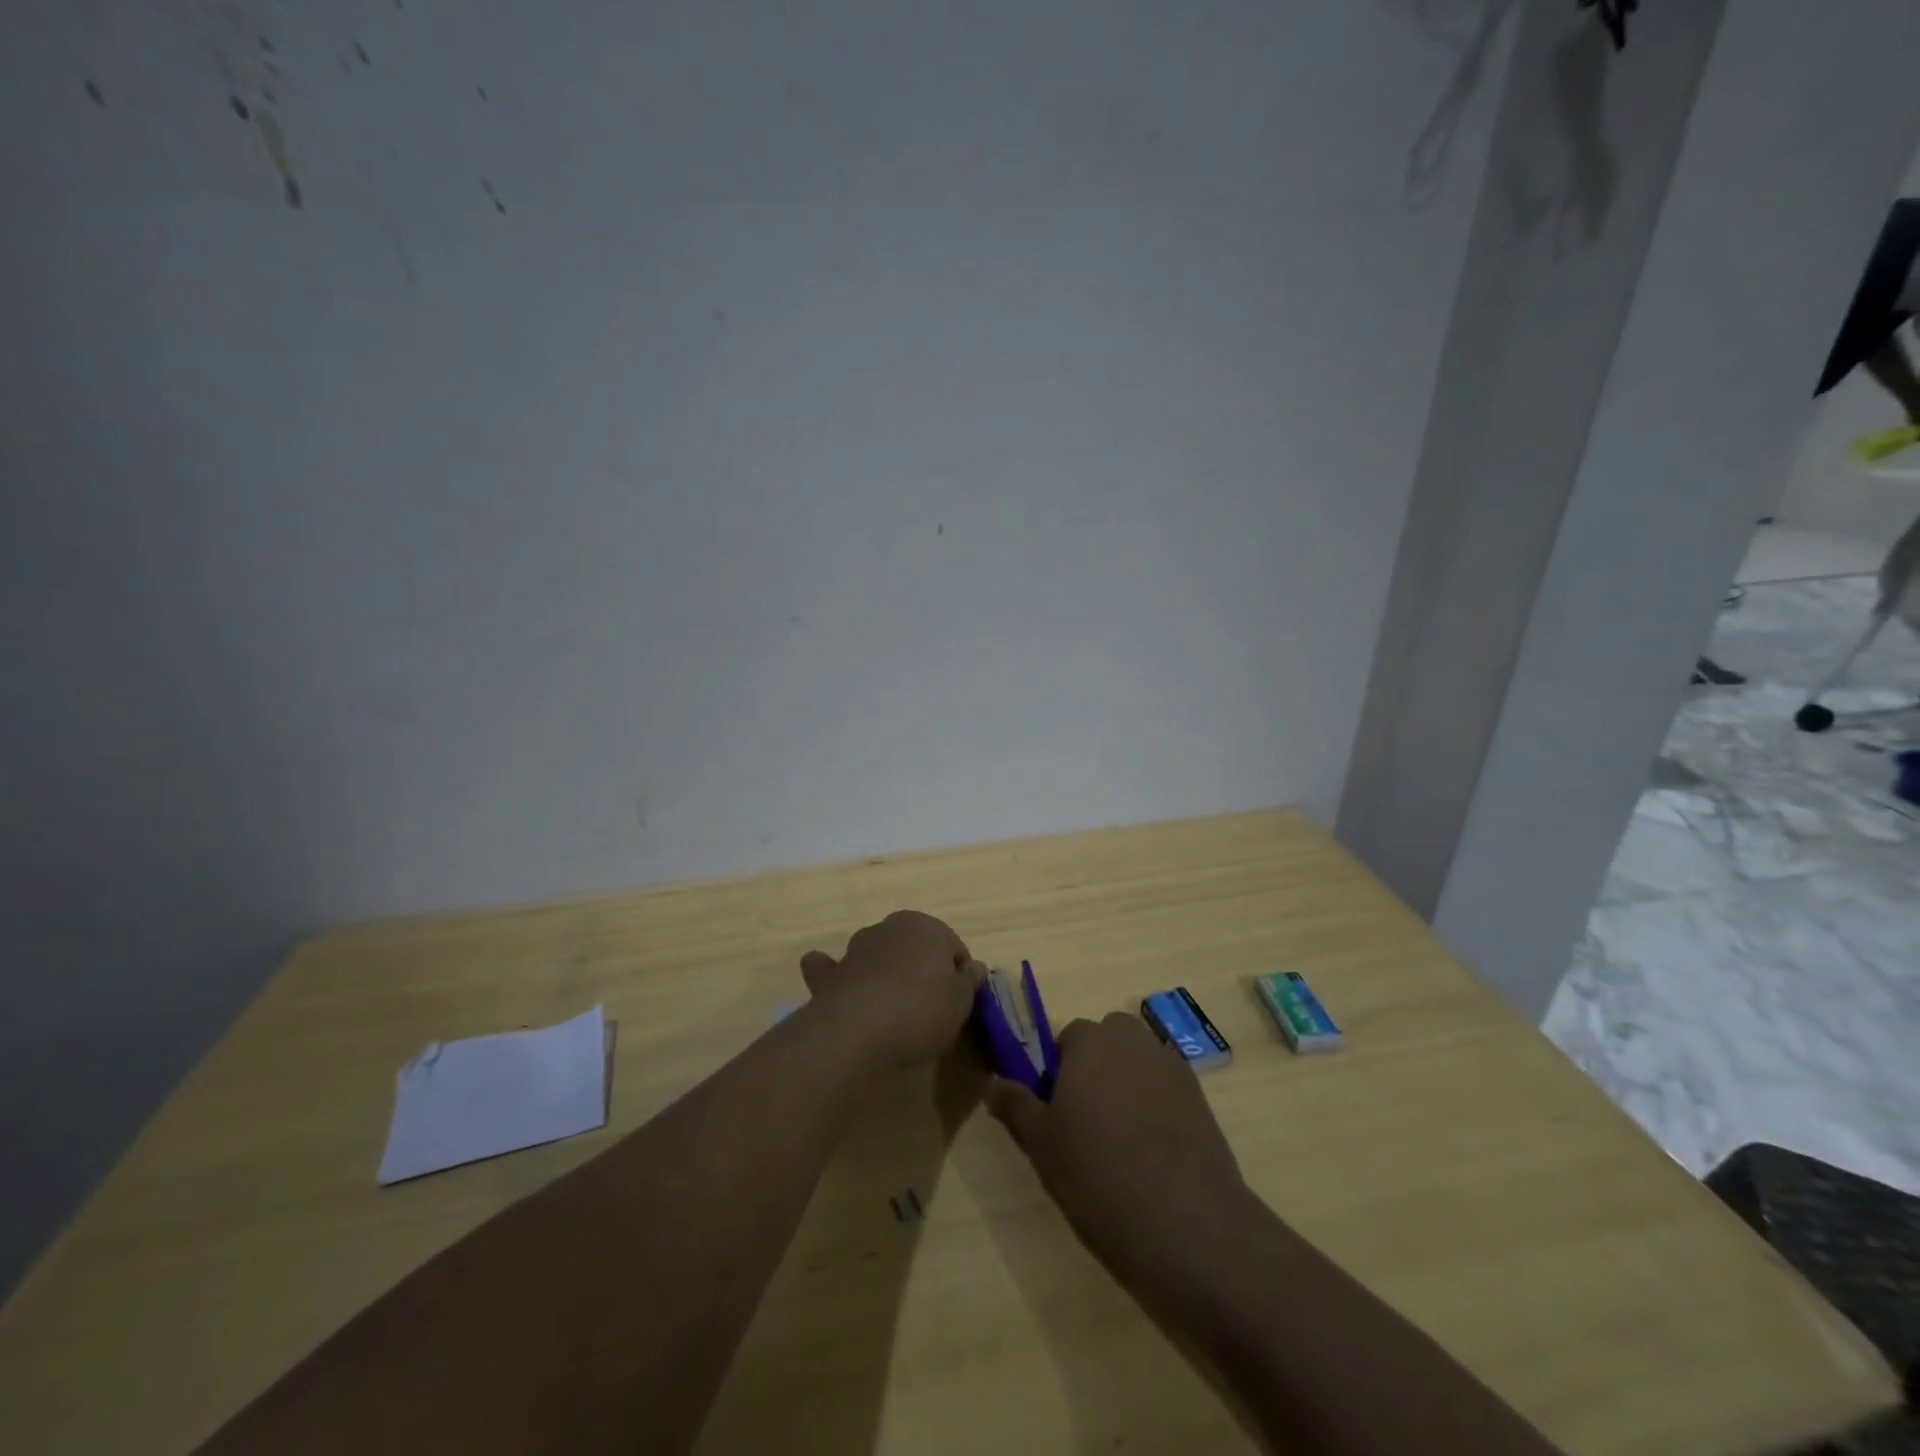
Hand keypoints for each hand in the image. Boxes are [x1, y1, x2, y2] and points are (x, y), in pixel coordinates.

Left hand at [799, 911, 980, 1064]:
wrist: (858, 1029)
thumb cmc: (921, 1009)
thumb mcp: (961, 1000)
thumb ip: (969, 981)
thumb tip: (976, 967)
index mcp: (925, 926)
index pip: (952, 945)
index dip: (960, 973)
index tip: (961, 1001)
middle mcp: (888, 928)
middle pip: (913, 947)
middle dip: (921, 968)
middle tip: (930, 1005)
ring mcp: (855, 949)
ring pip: (877, 954)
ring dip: (884, 970)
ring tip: (892, 1006)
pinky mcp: (829, 974)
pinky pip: (834, 970)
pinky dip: (835, 974)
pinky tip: (840, 986)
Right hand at [986, 1012, 1251, 1300]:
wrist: (1186, 1220)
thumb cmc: (1099, 1174)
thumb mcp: (1042, 1144)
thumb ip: (1016, 1104)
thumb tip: (993, 1081)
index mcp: (1089, 1041)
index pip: (1066, 1039)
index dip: (1059, 1073)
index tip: (1058, 1112)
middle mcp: (1130, 1038)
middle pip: (1105, 1041)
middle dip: (1095, 1068)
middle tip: (1088, 1121)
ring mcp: (1169, 1063)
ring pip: (1137, 1060)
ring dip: (1127, 1081)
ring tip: (1123, 1137)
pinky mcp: (1199, 1092)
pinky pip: (1165, 1084)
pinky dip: (1156, 1101)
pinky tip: (1155, 1147)